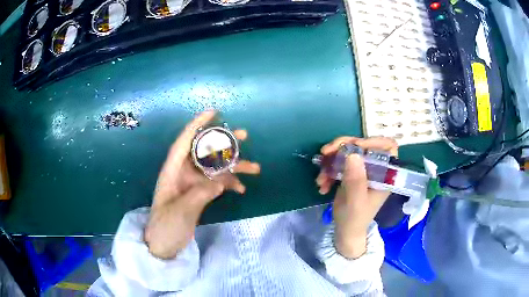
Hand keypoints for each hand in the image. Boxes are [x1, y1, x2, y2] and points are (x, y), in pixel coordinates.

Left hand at [144, 111, 260, 258]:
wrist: (163, 244)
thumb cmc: (165, 226)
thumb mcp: (180, 211)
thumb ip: (199, 195)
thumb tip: (220, 182)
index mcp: (172, 171)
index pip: (184, 141)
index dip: (198, 125)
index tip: (214, 112)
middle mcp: (183, 172)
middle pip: (205, 151)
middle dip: (224, 142)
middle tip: (245, 135)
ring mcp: (192, 183)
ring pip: (215, 167)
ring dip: (234, 167)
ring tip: (255, 168)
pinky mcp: (199, 194)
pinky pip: (217, 183)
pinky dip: (229, 184)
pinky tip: (242, 189)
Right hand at [316, 137, 397, 258]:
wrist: (345, 229)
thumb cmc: (355, 218)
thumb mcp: (355, 201)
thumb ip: (356, 180)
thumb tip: (352, 154)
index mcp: (385, 173)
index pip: (388, 147)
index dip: (373, 141)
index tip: (355, 146)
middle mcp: (375, 168)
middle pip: (363, 145)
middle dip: (343, 146)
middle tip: (326, 151)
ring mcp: (362, 169)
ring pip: (348, 151)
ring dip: (331, 160)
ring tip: (321, 177)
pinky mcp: (350, 172)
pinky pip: (339, 162)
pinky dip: (328, 170)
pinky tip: (322, 184)